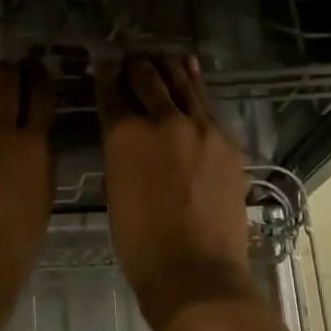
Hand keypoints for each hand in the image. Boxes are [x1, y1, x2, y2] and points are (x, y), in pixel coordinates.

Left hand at [0, 61, 55, 330]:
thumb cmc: (13, 244)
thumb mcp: (43, 198)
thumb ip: (41, 160)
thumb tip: (35, 135)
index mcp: (34, 146)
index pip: (40, 95)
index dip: (40, 77)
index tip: (38, 72)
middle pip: (5, 78)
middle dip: (10, 70)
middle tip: (8, 75)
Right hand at [96, 55, 261, 330]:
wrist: (196, 273)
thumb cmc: (141, 244)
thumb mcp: (116, 192)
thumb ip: (120, 153)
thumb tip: (126, 133)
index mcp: (125, 135)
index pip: (112, 91)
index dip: (106, 74)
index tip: (104, 64)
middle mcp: (162, 120)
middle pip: (148, 79)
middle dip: (137, 66)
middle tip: (132, 58)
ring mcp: (200, 127)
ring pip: (182, 84)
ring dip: (169, 68)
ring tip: (162, 57)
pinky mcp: (226, 141)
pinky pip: (206, 104)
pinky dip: (194, 86)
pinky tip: (190, 74)